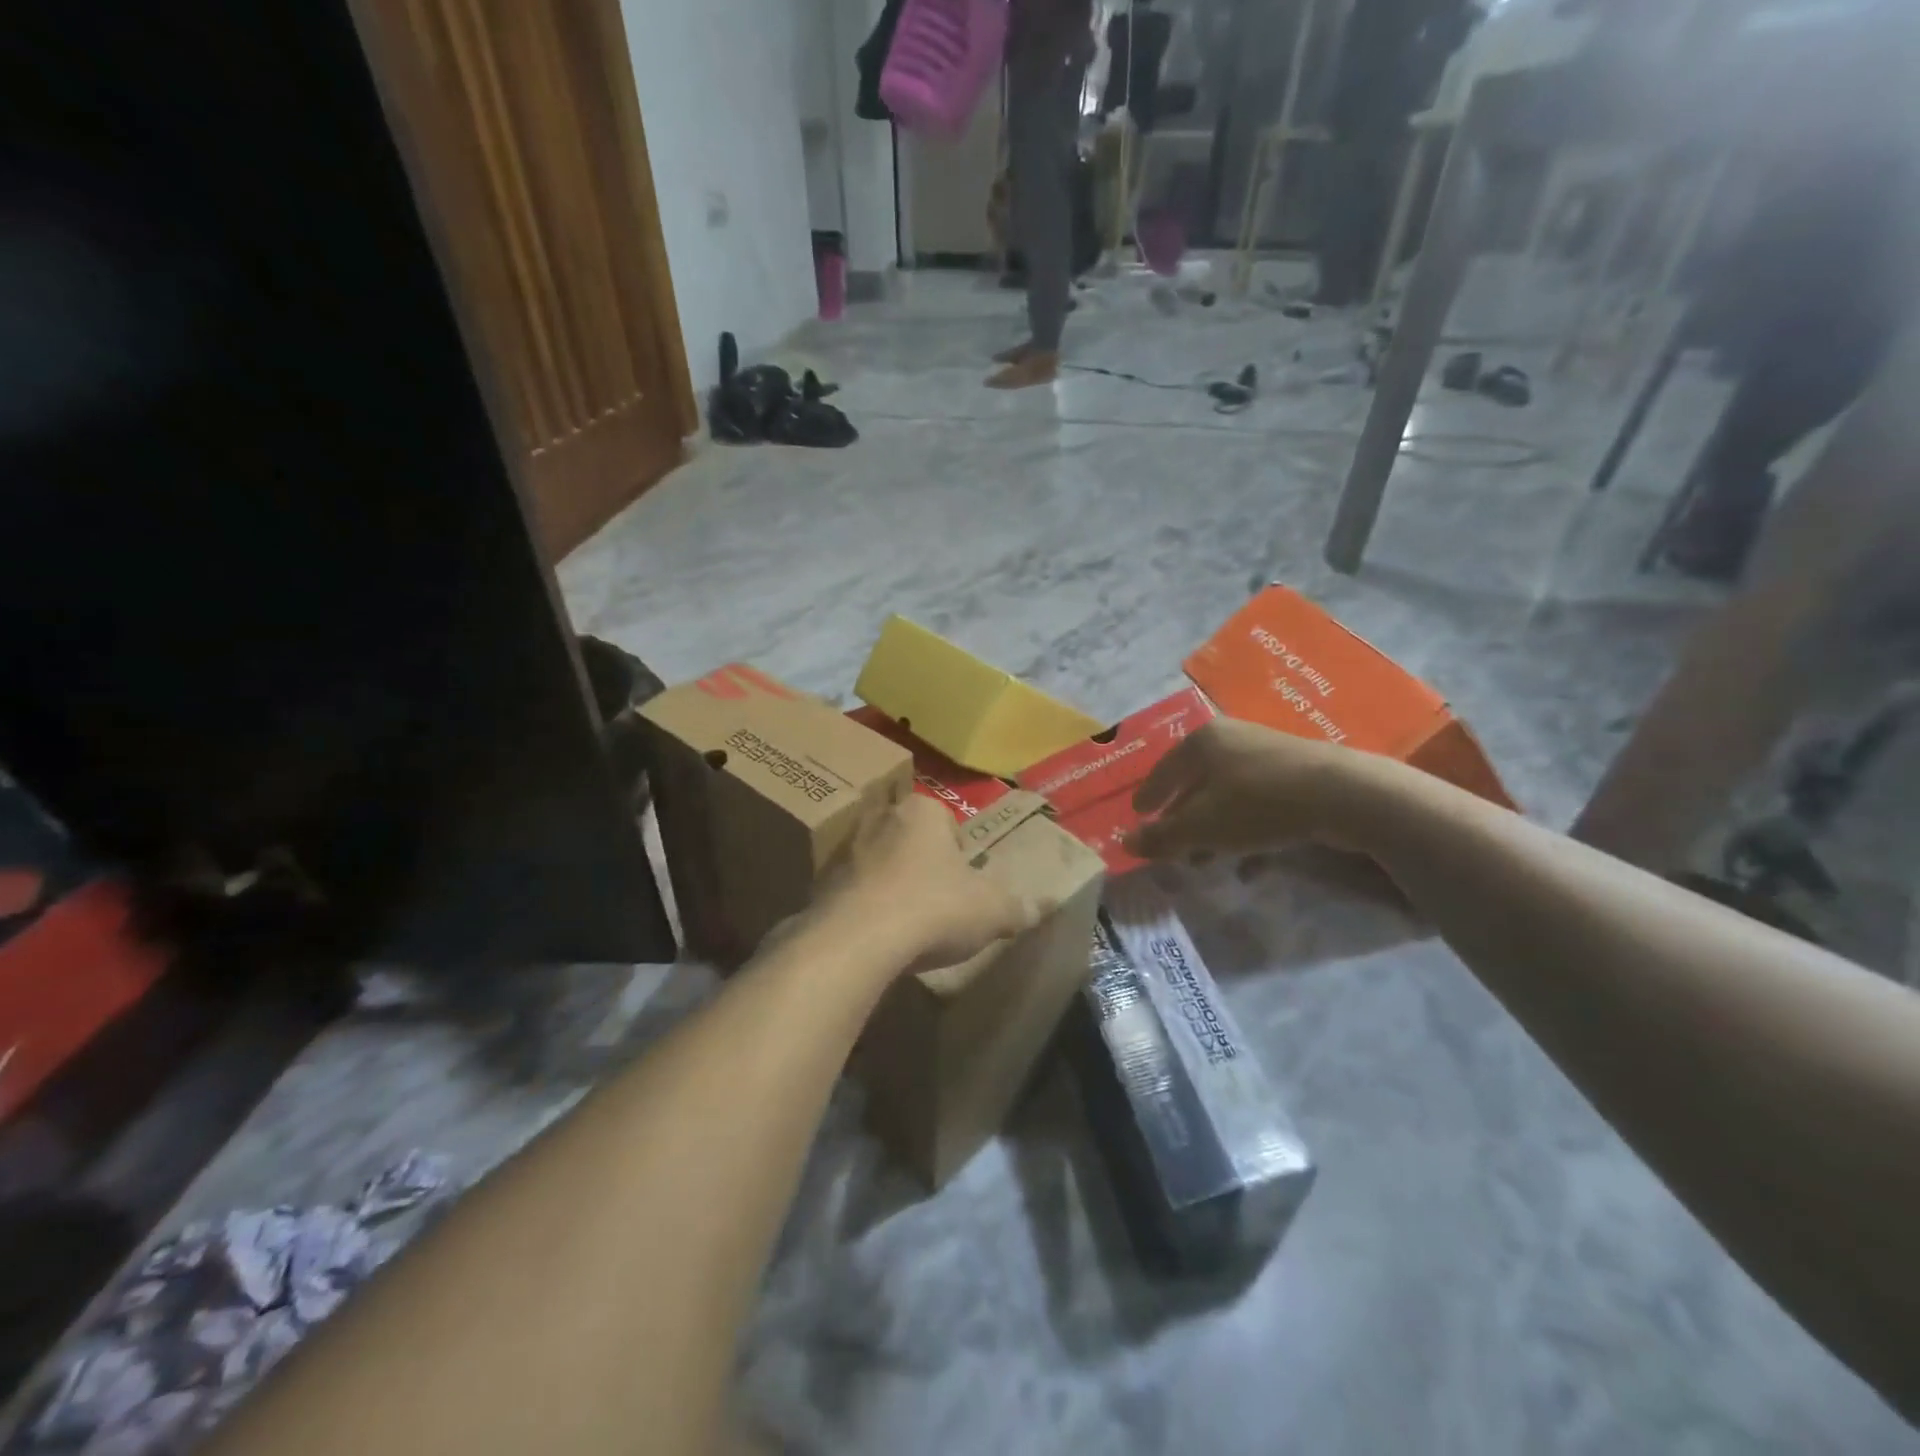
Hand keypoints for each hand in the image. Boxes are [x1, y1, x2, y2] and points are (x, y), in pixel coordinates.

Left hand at [829, 795, 1048, 974]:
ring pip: (877, 863)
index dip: (960, 855)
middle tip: (937, 904)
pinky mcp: (819, 883)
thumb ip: (1019, 906)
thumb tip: (1043, 905)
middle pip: (909, 840)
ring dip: (890, 886)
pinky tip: (876, 938)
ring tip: (906, 925)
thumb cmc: (934, 908)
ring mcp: (844, 849)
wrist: (858, 940)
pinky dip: (864, 908)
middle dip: (922, 866)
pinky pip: (851, 892)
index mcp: (922, 810)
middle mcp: (879, 818)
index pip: (947, 822)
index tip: (964, 886)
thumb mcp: (992, 910)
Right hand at [1123, 719, 1379, 861]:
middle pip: (1196, 783)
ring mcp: (1268, 754)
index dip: (1148, 796)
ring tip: (1207, 861)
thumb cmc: (1256, 804)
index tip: (1138, 814)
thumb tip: (1125, 844)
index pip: (1163, 770)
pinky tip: (1249, 866)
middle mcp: (1232, 739)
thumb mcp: (1201, 827)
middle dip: (1183, 818)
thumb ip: (1161, 837)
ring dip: (1215, 830)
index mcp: (1201, 742)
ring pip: (1229, 796)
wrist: (1343, 795)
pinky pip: (1260, 805)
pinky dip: (1247, 832)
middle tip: (1172, 845)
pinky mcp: (1299, 774)